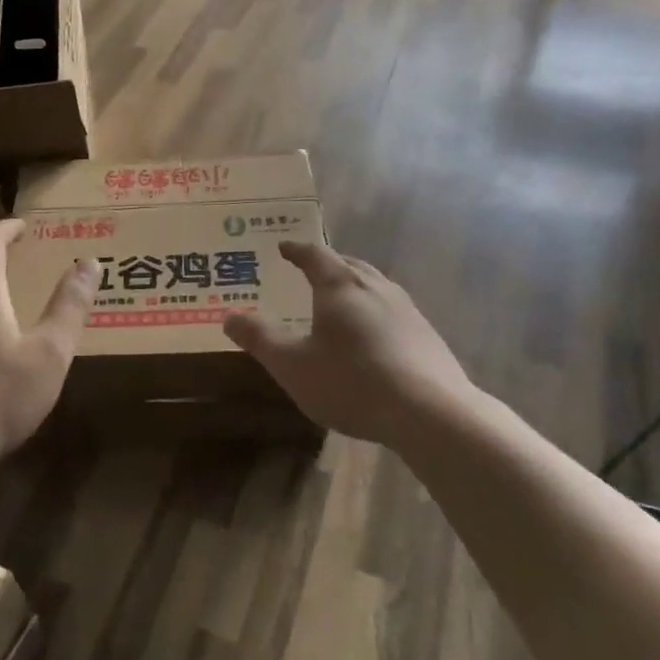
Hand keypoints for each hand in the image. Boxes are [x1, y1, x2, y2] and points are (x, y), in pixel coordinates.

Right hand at [225, 241, 474, 448]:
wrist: (430, 412)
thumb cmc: (352, 382)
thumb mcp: (292, 365)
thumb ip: (260, 338)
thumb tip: (229, 316)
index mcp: (340, 286)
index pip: (315, 256)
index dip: (297, 250)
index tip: (284, 247)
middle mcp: (376, 287)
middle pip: (349, 264)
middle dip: (327, 264)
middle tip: (311, 268)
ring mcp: (406, 309)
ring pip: (375, 285)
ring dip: (354, 284)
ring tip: (341, 298)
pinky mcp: (426, 334)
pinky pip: (392, 309)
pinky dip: (375, 310)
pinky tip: (374, 335)